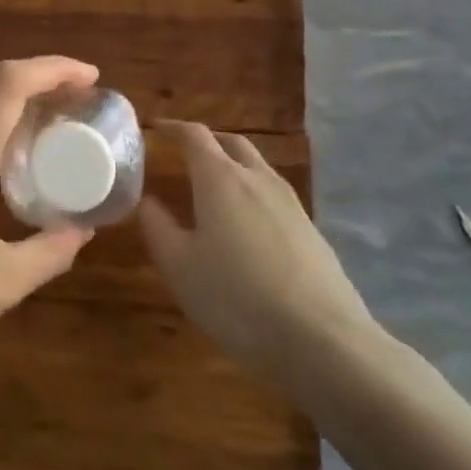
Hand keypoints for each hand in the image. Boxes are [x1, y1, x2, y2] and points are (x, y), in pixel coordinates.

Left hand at [0, 57, 98, 403]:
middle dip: (34, 78)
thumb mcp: (3, 284)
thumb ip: (50, 251)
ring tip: (45, 124)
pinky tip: (1, 160)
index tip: (91, 79)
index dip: (53, 68)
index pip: (9, 82)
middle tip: (74, 99)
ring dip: (6, 99)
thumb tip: (84, 229)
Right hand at [140, 120, 377, 395]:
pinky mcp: (311, 230)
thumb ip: (158, 227)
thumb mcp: (179, 268)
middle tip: (183, 155)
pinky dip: (252, 195)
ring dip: (232, 167)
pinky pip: (274, 196)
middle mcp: (258, 179)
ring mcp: (291, 203)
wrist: (322, 341)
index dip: (173, 128)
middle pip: (231, 143)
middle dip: (206, 142)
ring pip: (257, 168)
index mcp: (220, 179)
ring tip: (213, 190)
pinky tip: (246, 228)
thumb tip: (147, 200)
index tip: (155, 129)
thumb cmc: (236, 299)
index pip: (194, 135)